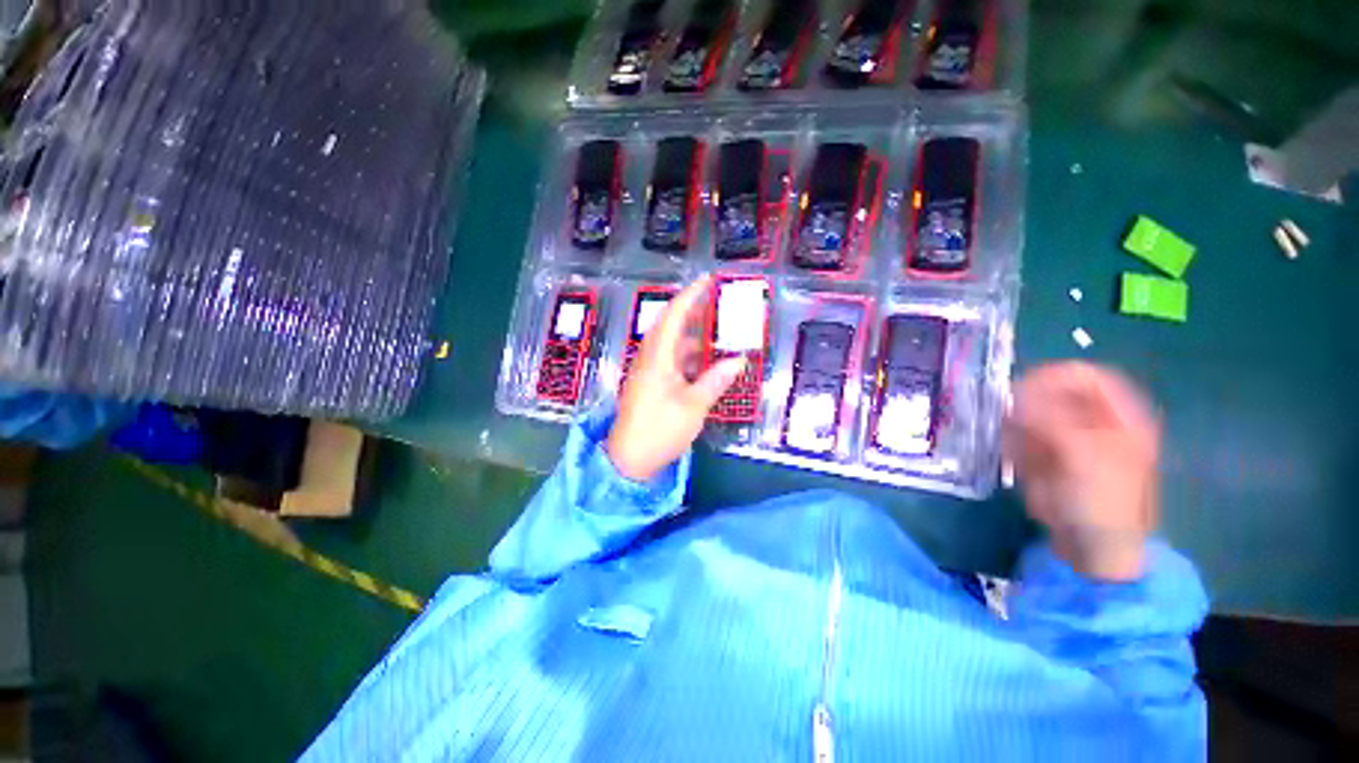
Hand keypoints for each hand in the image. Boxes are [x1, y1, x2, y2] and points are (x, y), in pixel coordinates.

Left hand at [606, 276, 745, 481]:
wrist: (629, 460)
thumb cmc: (660, 429)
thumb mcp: (694, 406)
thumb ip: (715, 380)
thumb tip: (738, 360)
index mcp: (657, 357)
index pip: (674, 315)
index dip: (691, 295)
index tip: (708, 280)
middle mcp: (648, 358)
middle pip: (669, 324)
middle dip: (691, 310)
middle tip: (715, 302)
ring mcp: (646, 371)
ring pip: (669, 343)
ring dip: (690, 334)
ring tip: (714, 330)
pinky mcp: (647, 384)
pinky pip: (668, 359)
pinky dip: (685, 355)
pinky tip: (701, 362)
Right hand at [1004, 362, 1160, 581]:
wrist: (1093, 547)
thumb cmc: (1103, 501)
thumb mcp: (1083, 455)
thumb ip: (1050, 419)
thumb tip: (1012, 397)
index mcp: (1119, 416)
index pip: (1085, 376)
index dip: (1054, 377)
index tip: (1021, 389)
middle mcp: (1093, 421)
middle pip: (1052, 393)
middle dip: (1028, 405)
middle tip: (1012, 422)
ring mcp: (1067, 438)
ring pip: (1031, 414)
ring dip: (1019, 429)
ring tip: (1021, 453)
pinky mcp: (1046, 455)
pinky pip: (1021, 437)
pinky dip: (1014, 446)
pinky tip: (1019, 464)